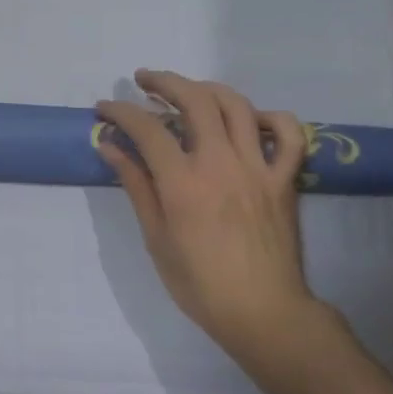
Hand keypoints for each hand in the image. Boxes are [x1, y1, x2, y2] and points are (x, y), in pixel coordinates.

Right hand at [97, 71, 319, 367]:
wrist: (263, 311)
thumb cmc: (198, 282)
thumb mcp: (155, 236)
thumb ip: (136, 185)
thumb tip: (110, 146)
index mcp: (183, 182)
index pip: (147, 128)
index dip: (121, 111)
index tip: (104, 108)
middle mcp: (221, 163)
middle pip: (194, 100)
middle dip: (164, 82)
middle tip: (143, 81)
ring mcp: (258, 167)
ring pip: (236, 105)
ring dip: (207, 88)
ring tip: (187, 91)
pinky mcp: (284, 179)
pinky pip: (288, 134)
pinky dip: (269, 117)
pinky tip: (249, 120)